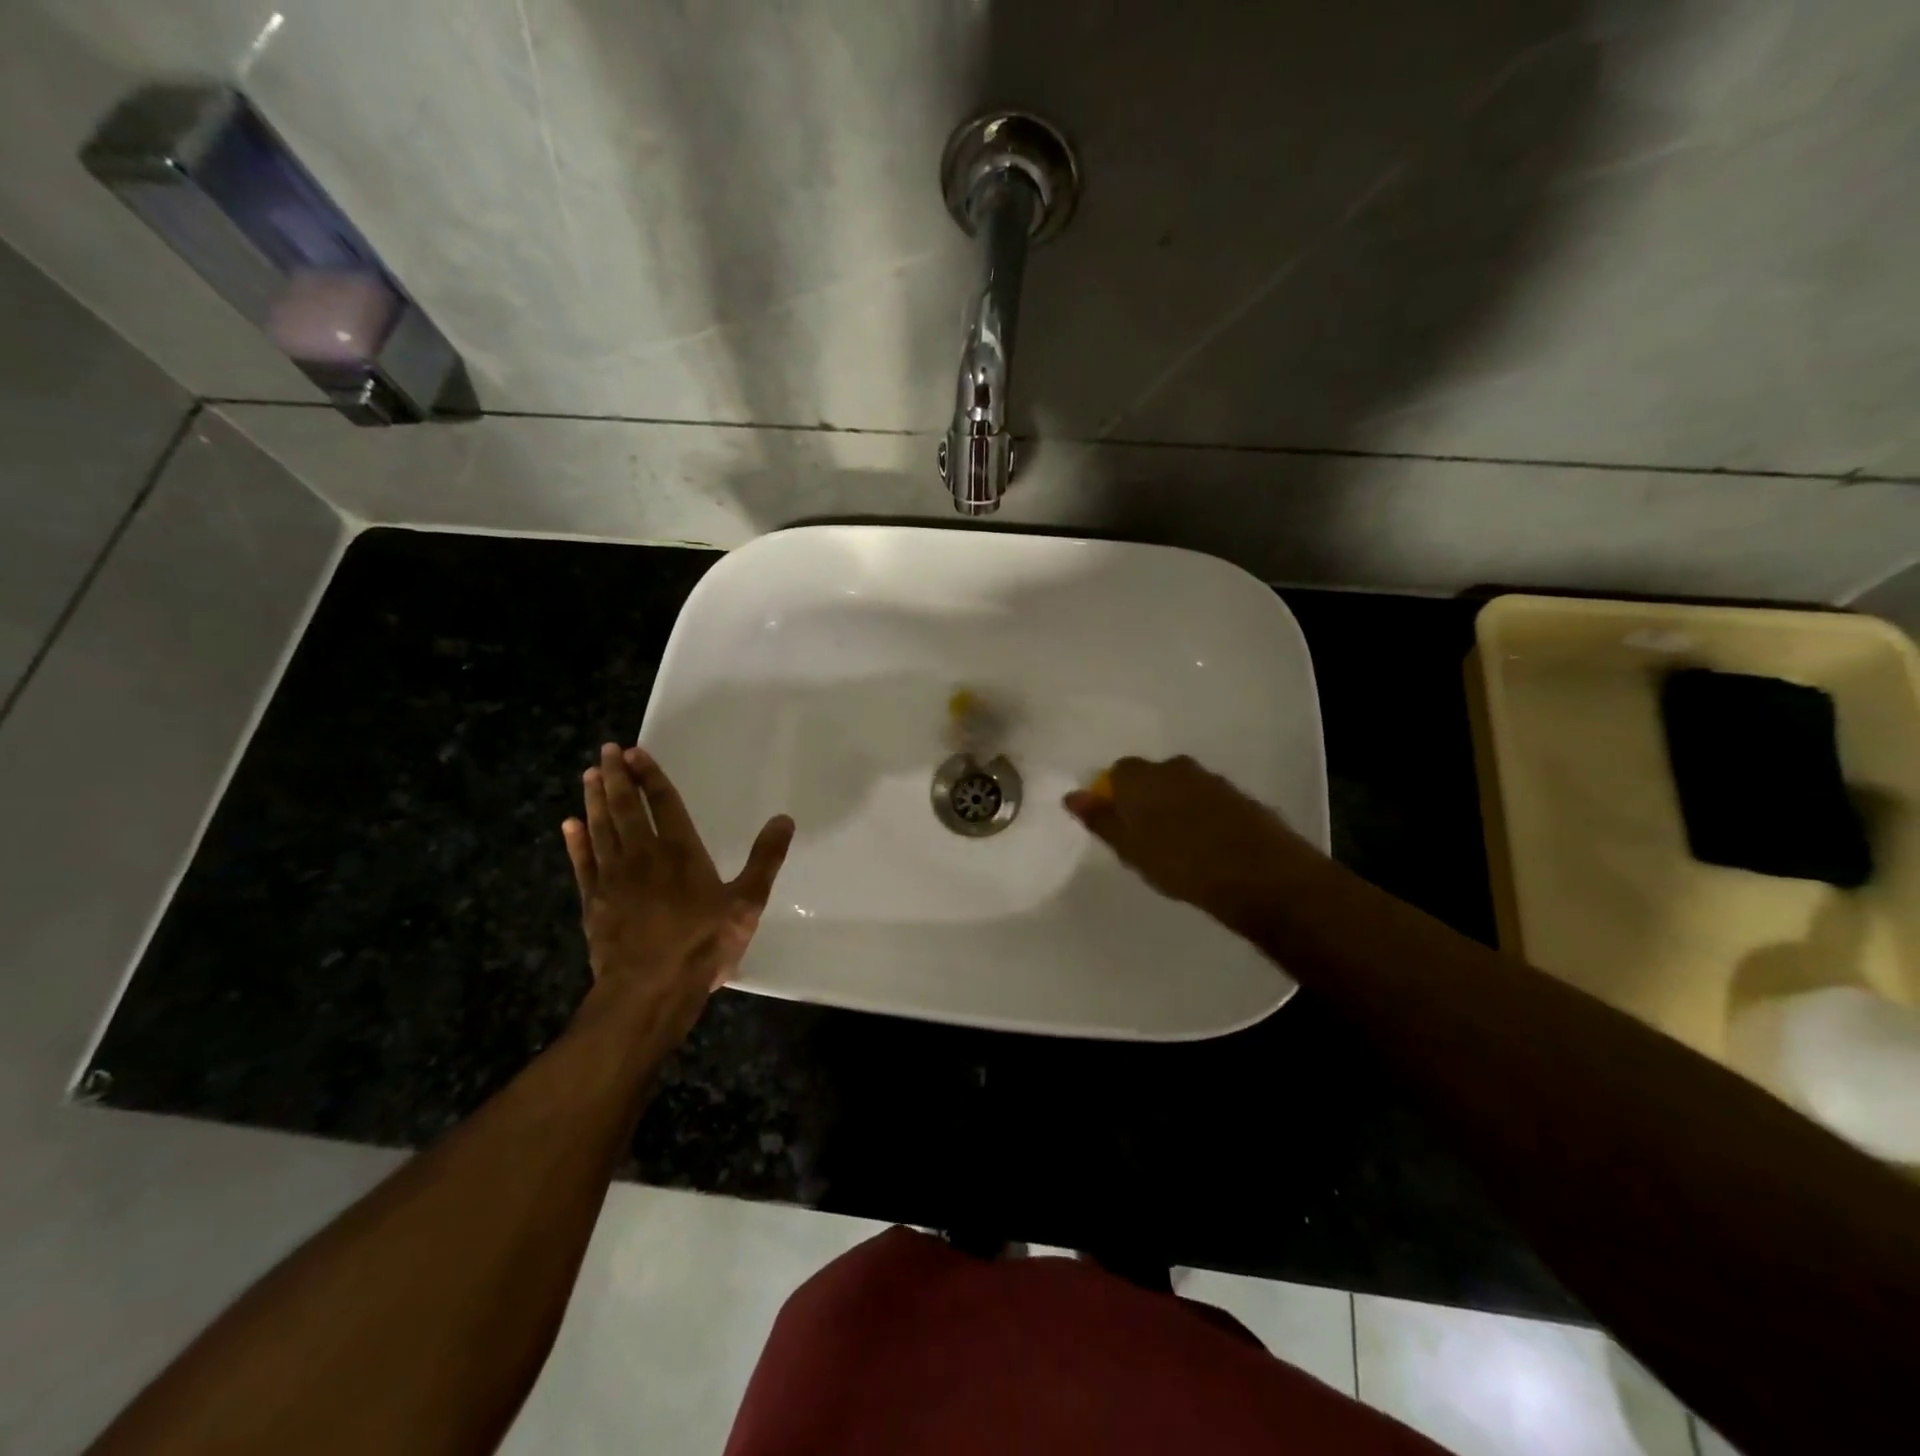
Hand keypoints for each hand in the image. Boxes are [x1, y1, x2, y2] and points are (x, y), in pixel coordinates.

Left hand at [562, 744, 793, 1024]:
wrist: (648, 990)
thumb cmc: (702, 944)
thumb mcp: (746, 903)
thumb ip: (765, 859)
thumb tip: (784, 819)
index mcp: (681, 851)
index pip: (663, 803)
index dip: (651, 776)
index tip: (636, 751)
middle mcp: (643, 855)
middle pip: (626, 807)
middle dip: (618, 777)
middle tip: (607, 750)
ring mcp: (613, 878)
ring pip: (601, 828)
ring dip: (595, 799)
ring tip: (591, 775)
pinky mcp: (593, 902)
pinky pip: (582, 862)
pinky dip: (576, 842)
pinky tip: (570, 825)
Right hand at [1063, 755, 1307, 929]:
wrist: (1260, 875)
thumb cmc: (1181, 863)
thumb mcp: (1129, 848)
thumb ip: (1100, 819)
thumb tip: (1071, 795)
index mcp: (1142, 776)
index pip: (1117, 773)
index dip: (1115, 798)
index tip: (1119, 828)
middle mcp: (1175, 767)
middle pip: (1151, 778)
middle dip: (1146, 801)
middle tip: (1146, 840)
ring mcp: (1211, 779)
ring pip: (1181, 788)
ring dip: (1175, 808)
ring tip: (1179, 847)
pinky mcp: (1239, 796)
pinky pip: (1208, 801)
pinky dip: (1202, 817)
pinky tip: (1207, 847)